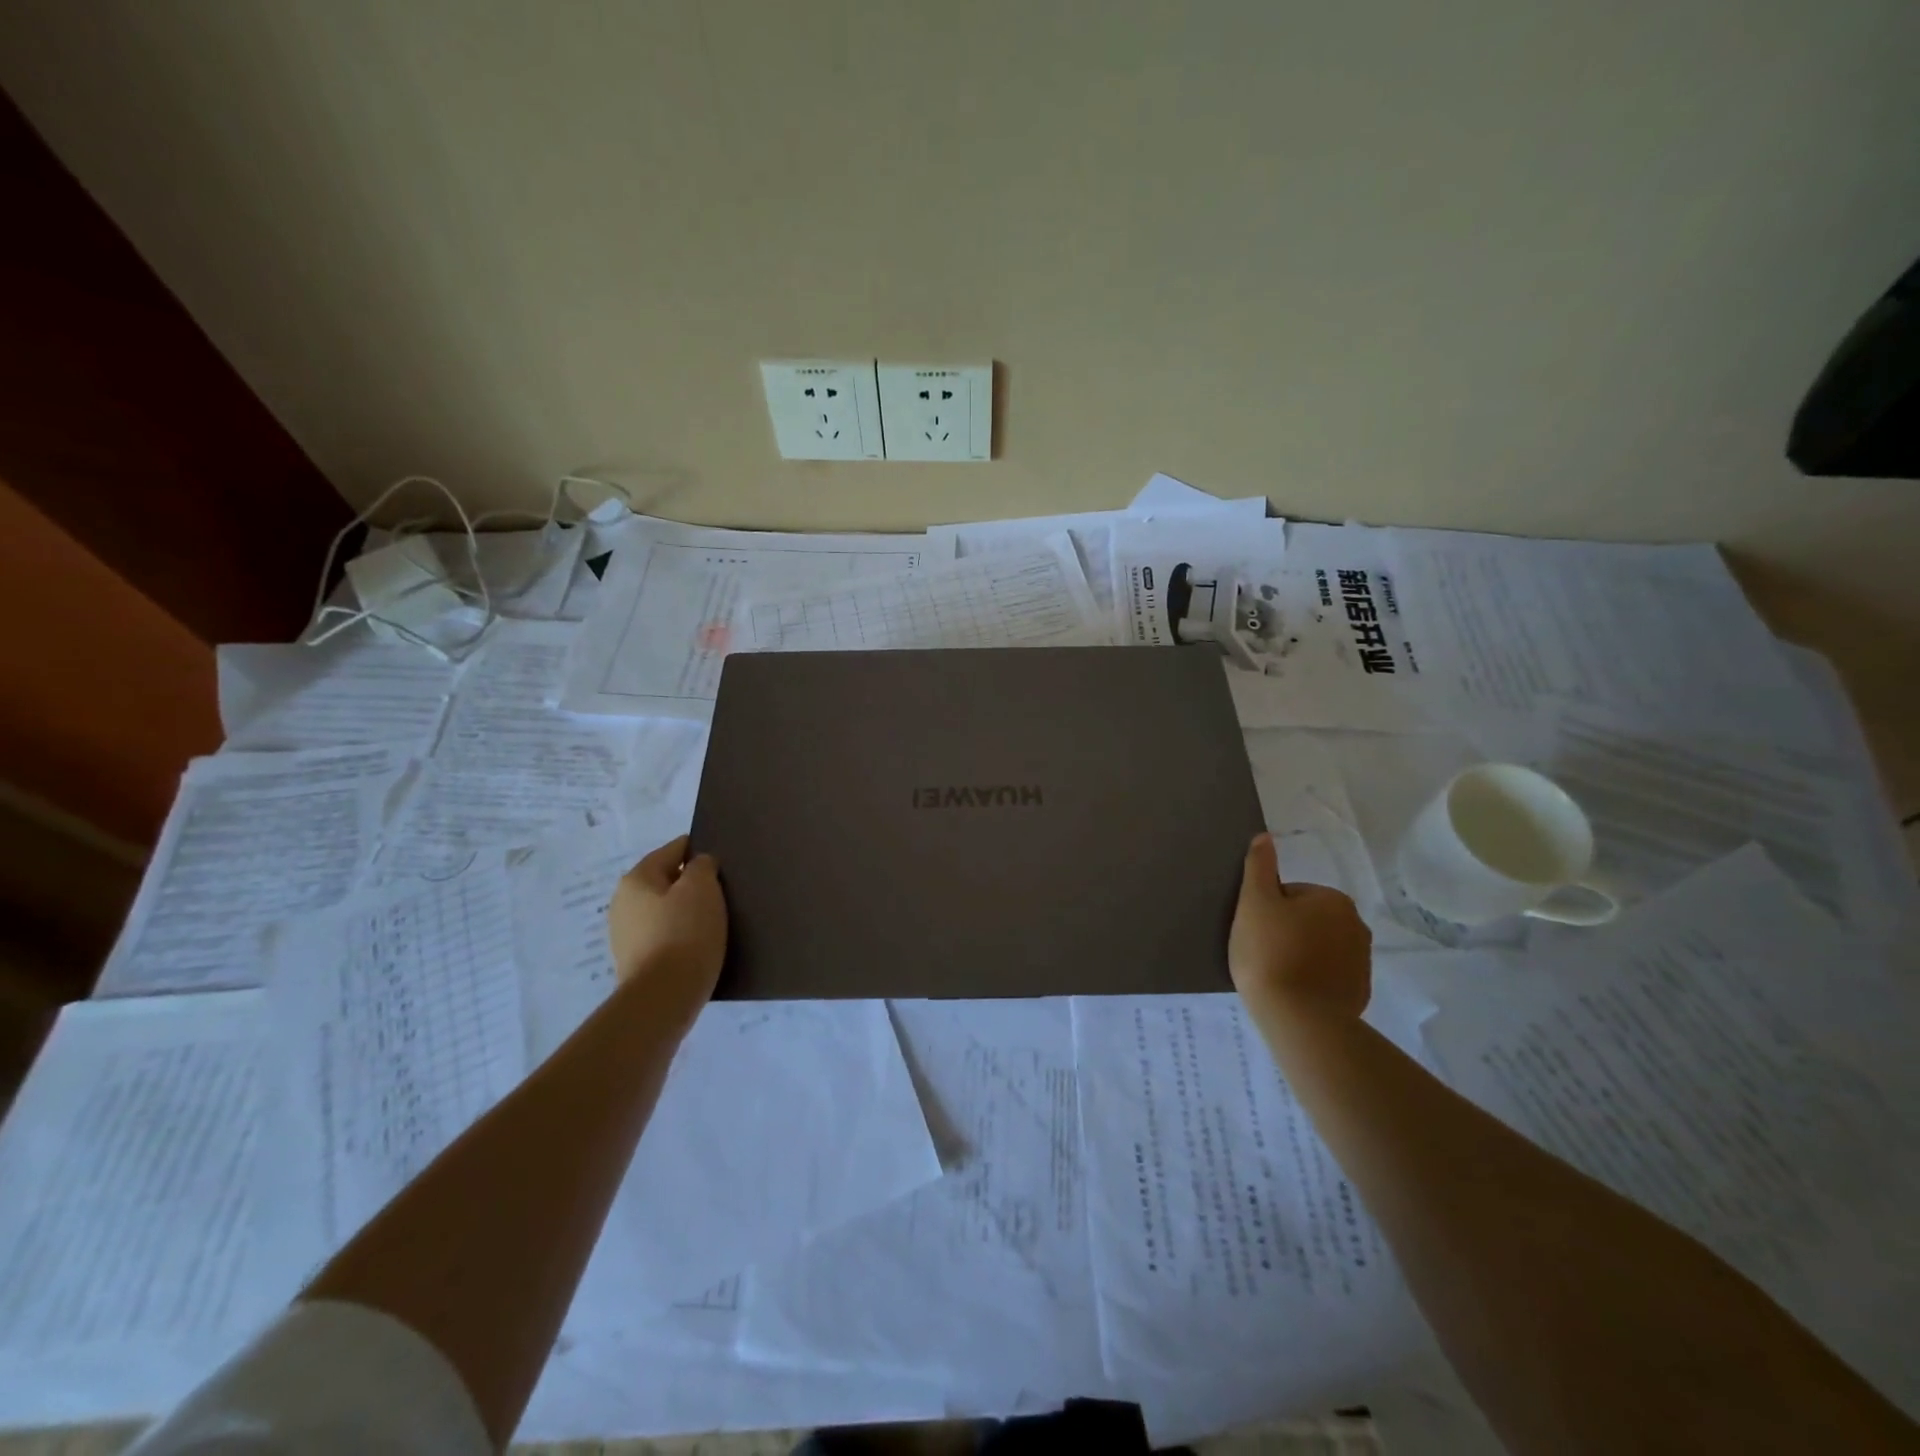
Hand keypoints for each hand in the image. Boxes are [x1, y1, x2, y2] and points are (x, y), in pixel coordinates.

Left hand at [607, 835, 726, 1028]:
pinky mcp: (636, 963)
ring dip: (687, 913)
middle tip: (724, 893)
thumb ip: (702, 866)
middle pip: (667, 881)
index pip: (673, 850)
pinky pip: (664, 937)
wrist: (664, 998)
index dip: (699, 851)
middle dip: (692, 885)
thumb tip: (698, 866)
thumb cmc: (684, 933)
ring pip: (665, 911)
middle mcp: (623, 903)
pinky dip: (681, 937)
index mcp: (636, 879)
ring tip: (716, 923)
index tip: (723, 862)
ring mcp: (626, 936)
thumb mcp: (702, 888)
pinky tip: (701, 946)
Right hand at [1228, 833, 1371, 1025]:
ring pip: (1318, 947)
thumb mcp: (1254, 903)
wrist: (1299, 1019)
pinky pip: (1328, 975)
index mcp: (1333, 900)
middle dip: (1286, 931)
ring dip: (1299, 955)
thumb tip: (1264, 836)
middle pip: (1307, 919)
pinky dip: (1311, 980)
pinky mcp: (1359, 992)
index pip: (1290, 894)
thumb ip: (1259, 867)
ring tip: (1274, 974)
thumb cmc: (1270, 952)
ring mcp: (1362, 962)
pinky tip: (1292, 992)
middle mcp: (1356, 925)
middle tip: (1261, 952)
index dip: (1267, 911)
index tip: (1256, 932)